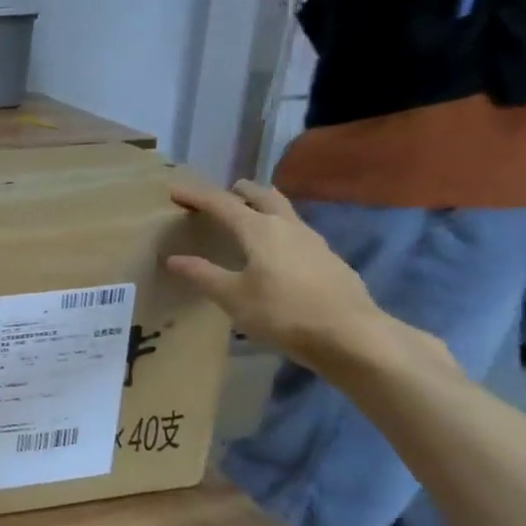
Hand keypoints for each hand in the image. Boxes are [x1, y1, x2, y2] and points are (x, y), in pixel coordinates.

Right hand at [163, 180, 404, 373]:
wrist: (352, 335)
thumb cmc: (283, 312)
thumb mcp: (233, 297)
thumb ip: (203, 275)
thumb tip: (173, 259)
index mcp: (259, 229)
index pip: (221, 203)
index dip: (196, 195)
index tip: (175, 190)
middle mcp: (287, 226)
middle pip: (262, 196)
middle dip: (239, 192)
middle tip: (222, 196)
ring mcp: (313, 241)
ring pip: (284, 211)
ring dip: (264, 207)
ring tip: (249, 217)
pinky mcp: (329, 259)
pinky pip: (297, 233)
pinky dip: (280, 231)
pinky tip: (277, 253)